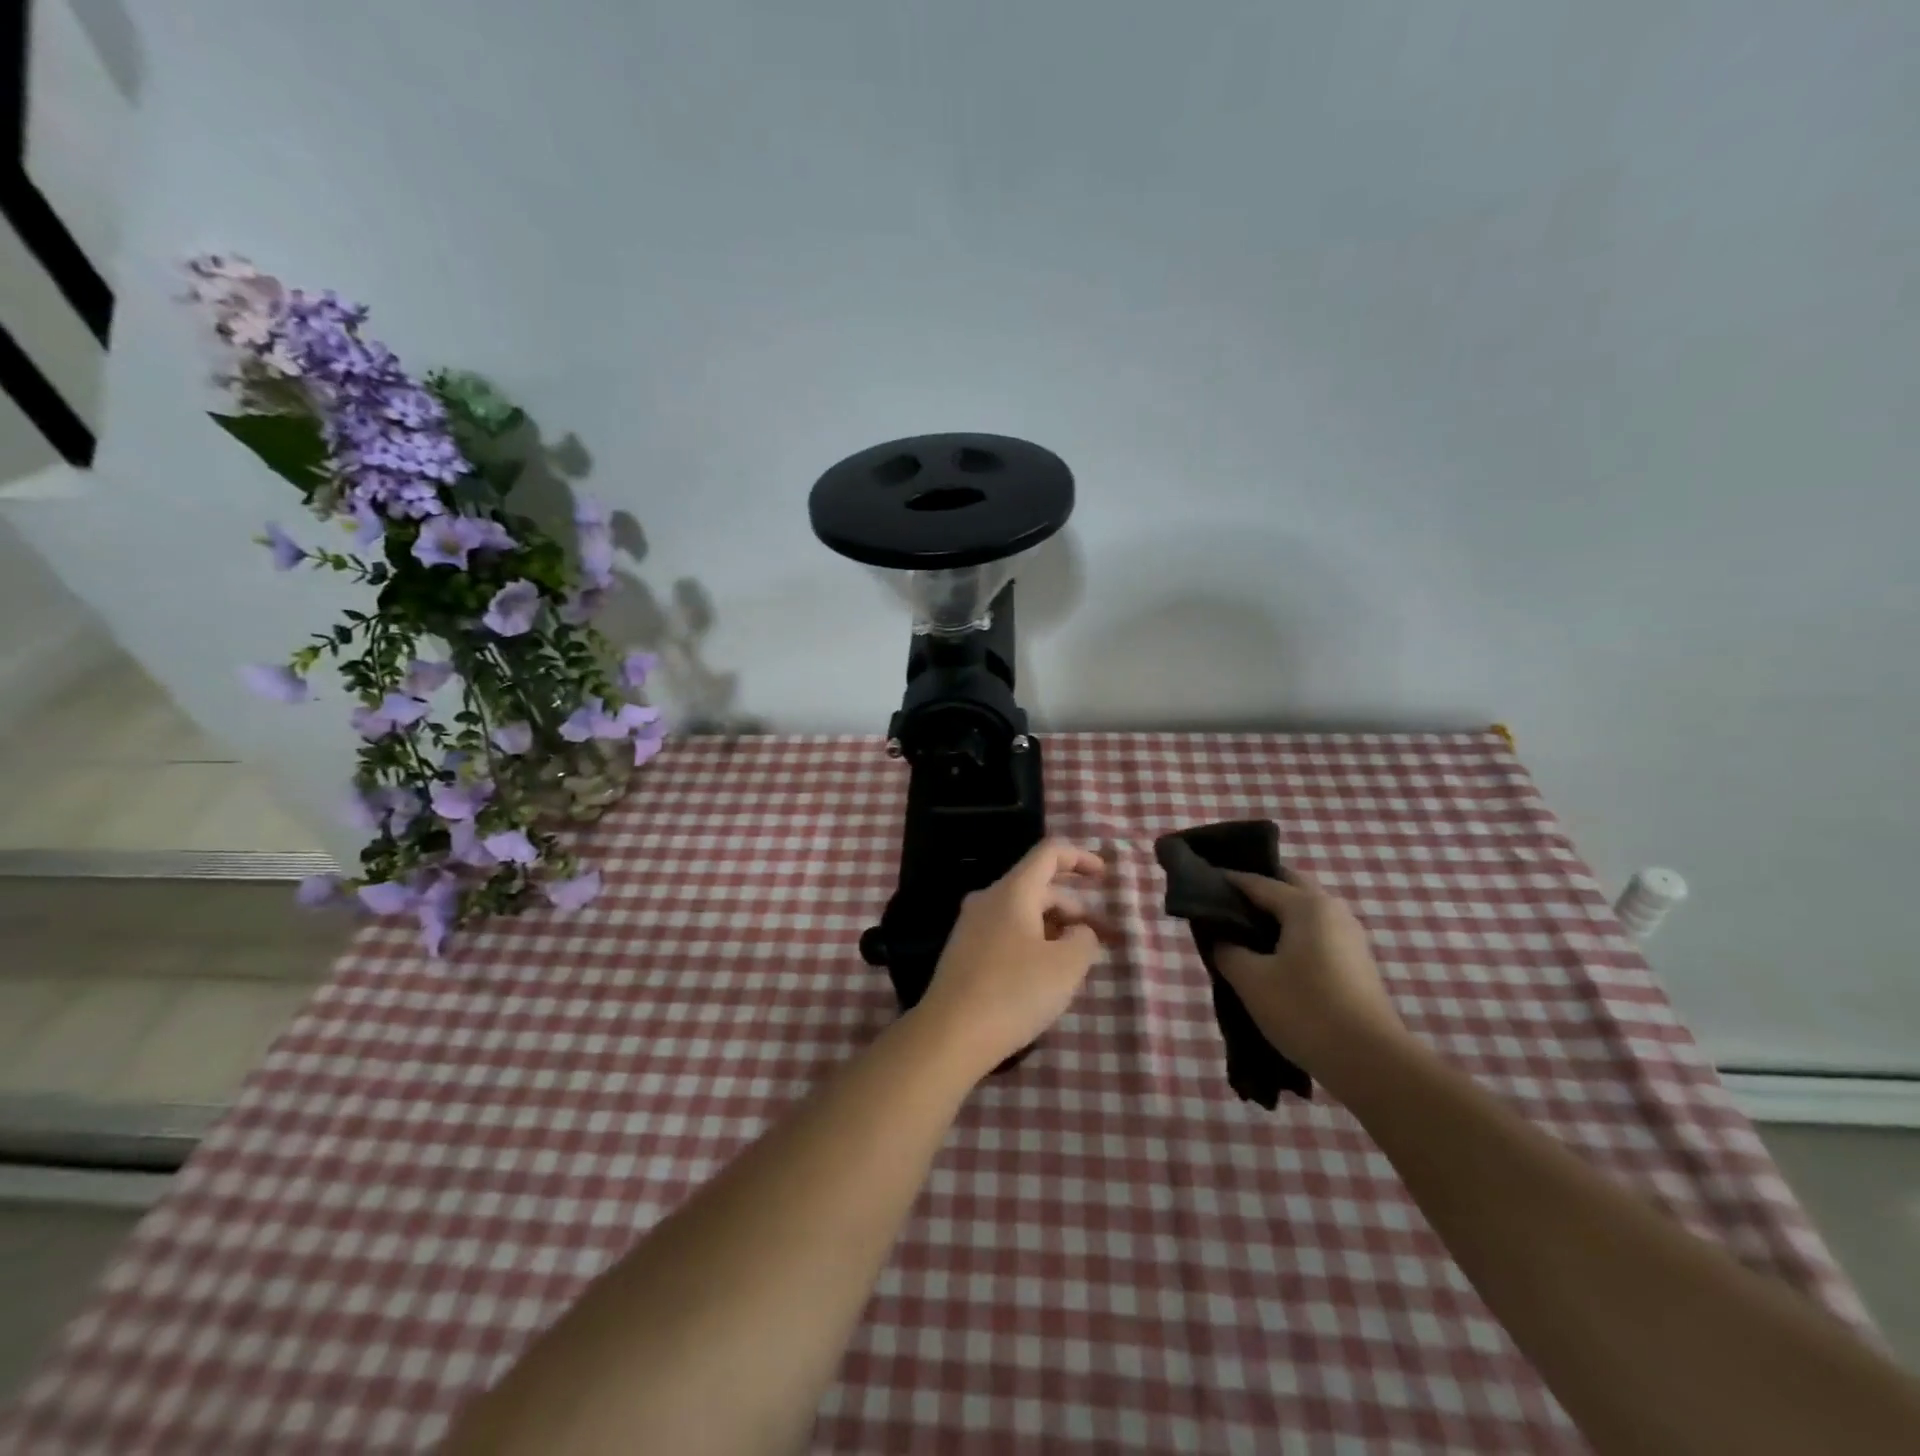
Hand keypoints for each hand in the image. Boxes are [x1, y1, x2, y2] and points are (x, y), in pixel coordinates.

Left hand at [917, 839, 1108, 1076]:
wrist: (951, 1034)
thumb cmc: (1014, 992)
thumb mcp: (1066, 966)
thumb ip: (1085, 939)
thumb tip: (1079, 932)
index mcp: (1013, 891)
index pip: (1048, 853)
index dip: (1080, 858)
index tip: (1104, 876)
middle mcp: (989, 899)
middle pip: (1038, 886)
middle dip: (1073, 907)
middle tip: (1100, 940)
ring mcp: (972, 925)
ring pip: (1023, 912)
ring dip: (1054, 928)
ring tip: (1076, 963)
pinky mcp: (965, 951)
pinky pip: (1007, 932)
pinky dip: (1033, 941)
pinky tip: (1044, 975)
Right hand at [1214, 869, 1409, 1085]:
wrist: (1371, 1062)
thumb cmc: (1305, 1010)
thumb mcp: (1251, 980)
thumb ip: (1227, 950)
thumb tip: (1220, 938)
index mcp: (1306, 905)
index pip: (1257, 882)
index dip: (1226, 883)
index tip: (1200, 889)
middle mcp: (1332, 910)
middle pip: (1287, 888)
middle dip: (1256, 894)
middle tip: (1224, 910)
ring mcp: (1350, 936)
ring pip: (1303, 913)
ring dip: (1275, 917)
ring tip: (1244, 937)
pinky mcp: (1357, 962)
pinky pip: (1316, 934)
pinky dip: (1292, 936)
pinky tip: (1272, 960)